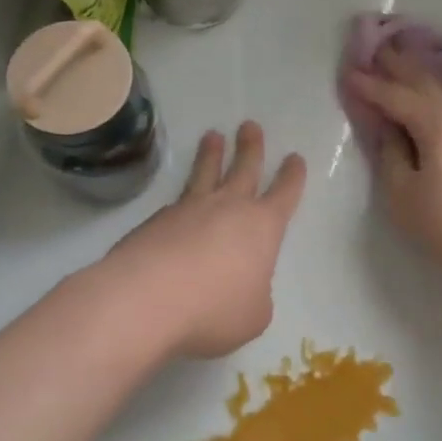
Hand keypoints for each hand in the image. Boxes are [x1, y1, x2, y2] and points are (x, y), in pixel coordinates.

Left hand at [96, 121, 305, 359]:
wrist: (147, 299)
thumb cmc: (214, 309)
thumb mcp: (253, 314)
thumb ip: (254, 294)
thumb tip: (241, 285)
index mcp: (262, 227)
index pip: (284, 194)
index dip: (292, 177)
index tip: (294, 158)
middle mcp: (228, 208)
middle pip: (244, 168)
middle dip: (250, 147)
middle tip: (249, 126)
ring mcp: (188, 210)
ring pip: (205, 173)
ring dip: (211, 154)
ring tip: (212, 136)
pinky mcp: (155, 221)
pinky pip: (175, 203)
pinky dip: (180, 199)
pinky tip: (176, 205)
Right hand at [346, 50, 441, 277]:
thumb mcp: (403, 194)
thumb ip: (391, 155)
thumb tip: (388, 129)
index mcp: (438, 124)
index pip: (397, 97)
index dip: (371, 87)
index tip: (349, 74)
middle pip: (428, 82)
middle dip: (400, 66)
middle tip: (379, 50)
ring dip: (435, 72)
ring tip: (421, 66)